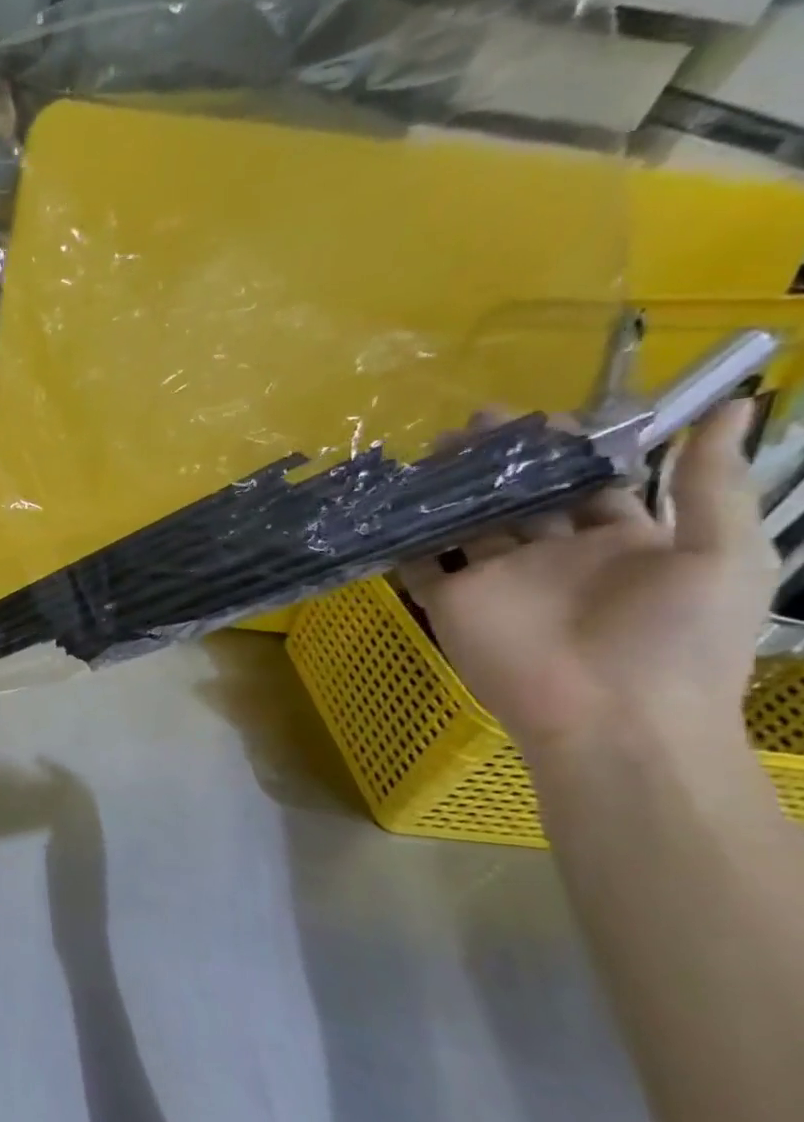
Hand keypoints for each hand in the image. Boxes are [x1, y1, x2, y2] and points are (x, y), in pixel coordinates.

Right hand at [398, 401, 777, 760]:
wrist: (613, 718)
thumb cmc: (677, 639)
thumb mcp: (723, 555)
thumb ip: (710, 484)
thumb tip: (735, 403)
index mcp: (618, 540)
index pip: (586, 483)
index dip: (565, 449)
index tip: (539, 417)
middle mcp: (550, 554)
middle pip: (517, 498)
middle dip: (495, 463)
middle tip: (469, 425)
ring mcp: (495, 579)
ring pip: (464, 524)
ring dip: (446, 493)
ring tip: (425, 456)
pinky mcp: (450, 603)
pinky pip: (418, 567)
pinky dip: (400, 542)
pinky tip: (386, 509)